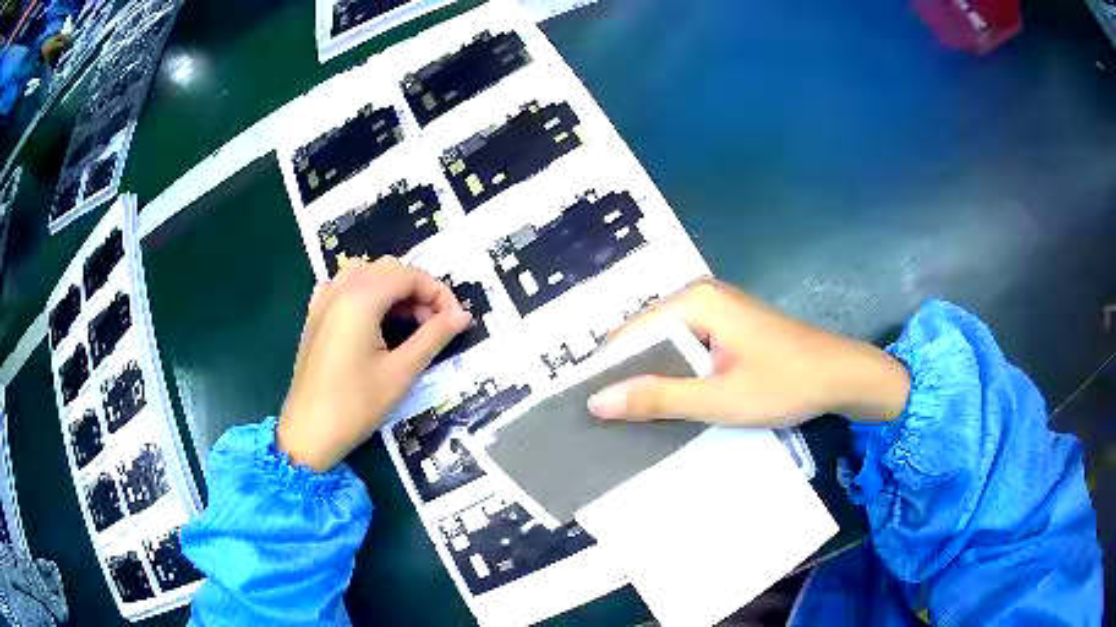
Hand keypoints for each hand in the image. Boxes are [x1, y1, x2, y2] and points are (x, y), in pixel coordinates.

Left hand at [277, 257, 471, 470]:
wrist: (309, 432)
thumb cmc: (356, 405)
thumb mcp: (401, 372)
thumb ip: (434, 337)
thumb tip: (462, 315)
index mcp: (361, 300)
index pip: (408, 275)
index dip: (437, 292)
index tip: (454, 320)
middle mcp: (340, 291)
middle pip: (387, 268)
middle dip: (416, 289)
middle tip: (432, 324)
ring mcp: (323, 302)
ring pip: (363, 272)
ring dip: (389, 287)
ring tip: (402, 320)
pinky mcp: (313, 318)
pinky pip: (340, 286)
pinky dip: (361, 291)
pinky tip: (367, 317)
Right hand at [587, 279, 909, 426]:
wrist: (842, 376)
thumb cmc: (785, 384)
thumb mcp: (719, 398)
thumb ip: (658, 399)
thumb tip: (597, 401)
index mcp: (695, 301)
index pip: (630, 335)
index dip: (607, 373)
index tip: (588, 412)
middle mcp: (699, 297)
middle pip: (646, 338)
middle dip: (630, 377)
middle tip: (609, 422)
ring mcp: (715, 311)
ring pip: (666, 347)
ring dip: (653, 380)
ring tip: (632, 419)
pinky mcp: (727, 328)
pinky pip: (687, 351)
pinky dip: (676, 377)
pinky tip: (670, 405)